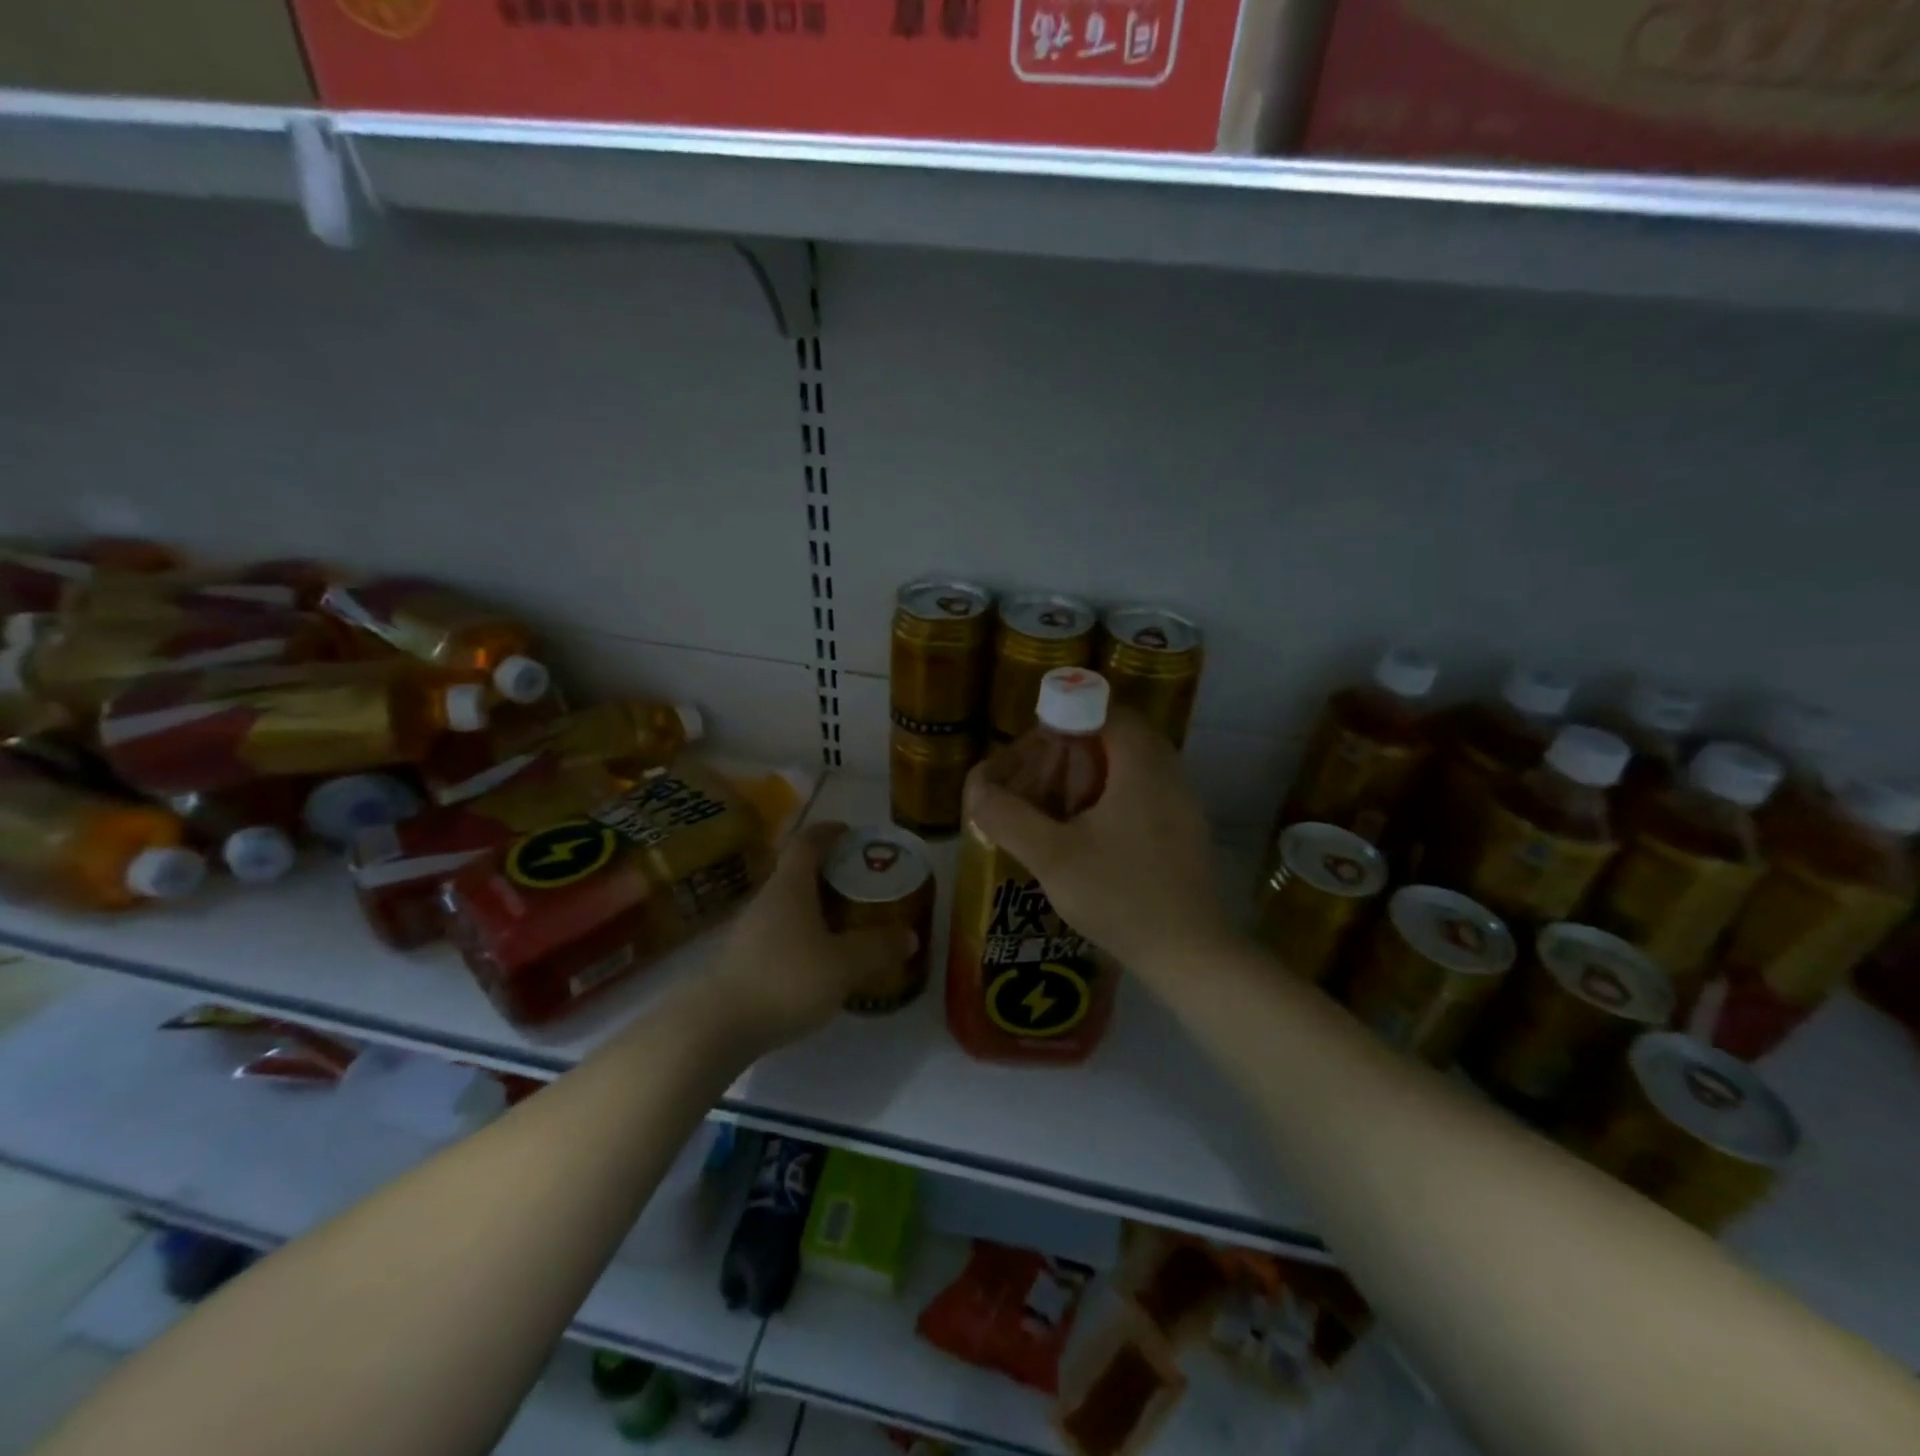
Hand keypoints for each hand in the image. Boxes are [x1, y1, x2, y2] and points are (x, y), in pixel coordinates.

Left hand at [705, 820, 917, 1049]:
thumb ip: (877, 948)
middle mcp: (767, 900)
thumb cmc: (785, 980)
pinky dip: (803, 935)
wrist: (717, 1028)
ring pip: (788, 905)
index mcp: (790, 887)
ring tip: (846, 922)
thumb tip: (908, 935)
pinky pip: (780, 933)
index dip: (829, 832)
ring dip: (816, 906)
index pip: (807, 843)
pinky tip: (820, 960)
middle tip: (861, 882)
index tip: (851, 832)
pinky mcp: (743, 961)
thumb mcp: (843, 965)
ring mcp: (750, 931)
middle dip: (829, 872)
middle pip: (798, 872)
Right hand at [967, 710, 1231, 980]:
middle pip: (1120, 737)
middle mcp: (1170, 775)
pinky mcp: (1186, 834)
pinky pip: (1147, 796)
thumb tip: (976, 790)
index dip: (1066, 718)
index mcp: (1143, 765)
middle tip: (1043, 776)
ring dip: (1096, 776)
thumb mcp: (1051, 856)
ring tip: (1059, 806)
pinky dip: (1115, 800)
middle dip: (1077, 750)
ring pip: (1134, 768)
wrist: (1188, 954)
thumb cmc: (1120, 896)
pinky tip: (1089, 837)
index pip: (1106, 711)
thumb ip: (1007, 817)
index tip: (1037, 748)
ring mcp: (1184, 806)